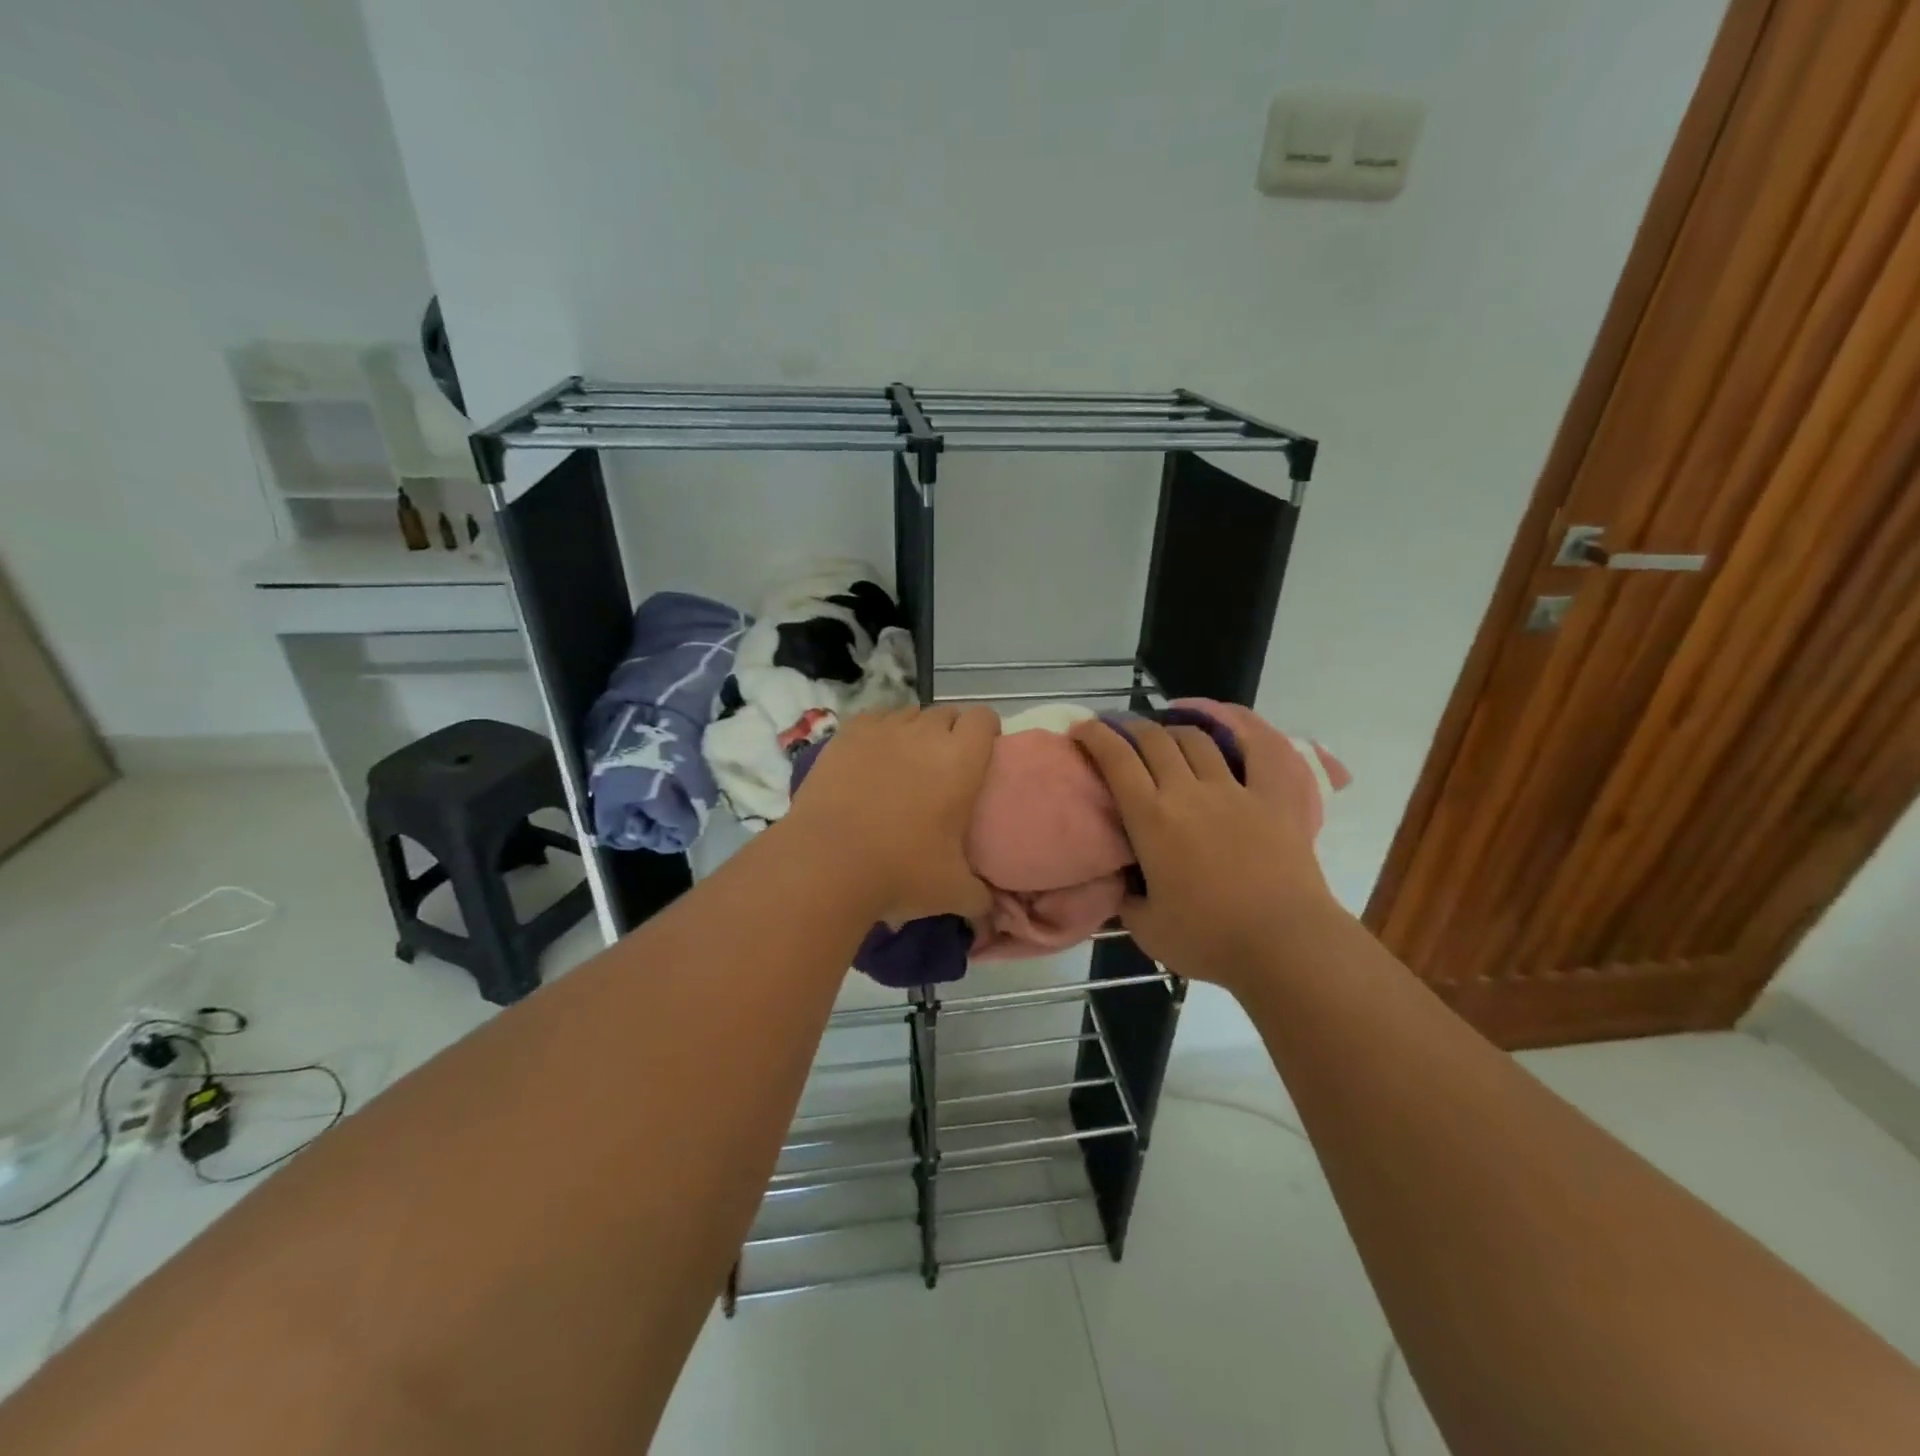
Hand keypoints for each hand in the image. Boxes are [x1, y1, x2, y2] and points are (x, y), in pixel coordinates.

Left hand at [785, 704, 999, 926]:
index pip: (985, 718)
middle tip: (944, 768)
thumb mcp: (952, 893)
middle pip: (946, 713)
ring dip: (914, 732)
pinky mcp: (845, 735)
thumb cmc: (900, 872)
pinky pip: (873, 719)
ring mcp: (882, 730)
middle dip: (950, 732)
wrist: (826, 863)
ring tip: (905, 763)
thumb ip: (979, 896)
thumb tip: (987, 906)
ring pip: (909, 713)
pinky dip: (878, 733)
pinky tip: (870, 759)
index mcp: (961, 760)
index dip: (986, 733)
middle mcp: (925, 733)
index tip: (981, 757)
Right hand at [1068, 713, 1337, 993]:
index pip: (1116, 760)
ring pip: (1198, 739)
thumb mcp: (1146, 928)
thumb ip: (1127, 899)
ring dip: (1174, 730)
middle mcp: (1188, 792)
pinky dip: (1243, 728)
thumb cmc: (1209, 940)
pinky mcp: (1274, 798)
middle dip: (1129, 726)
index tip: (1082, 729)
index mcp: (1151, 819)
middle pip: (1154, 739)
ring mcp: (1235, 790)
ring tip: (1166, 736)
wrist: (1285, 946)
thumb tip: (1123, 883)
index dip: (1095, 736)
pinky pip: (1261, 749)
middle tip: (1119, 731)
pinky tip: (1230, 723)